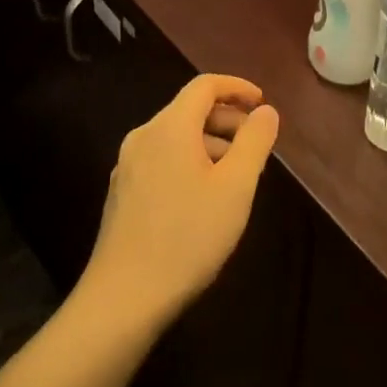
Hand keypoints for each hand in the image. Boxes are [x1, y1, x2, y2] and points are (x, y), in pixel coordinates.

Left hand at [78, 74, 280, 331]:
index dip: (237, 87)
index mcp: (170, 127)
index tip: (262, 104)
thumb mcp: (236, 187)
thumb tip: (265, 111)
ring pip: (176, 137)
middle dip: (227, 119)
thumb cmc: (188, 236)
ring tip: (235, 175)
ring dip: (210, 143)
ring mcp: (127, 167)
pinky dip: (189, 162)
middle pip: (189, 110)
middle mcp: (143, 137)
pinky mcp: (121, 194)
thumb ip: (255, 141)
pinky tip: (203, 198)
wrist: (122, 300)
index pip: (204, 85)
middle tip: (255, 144)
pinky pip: (162, 159)